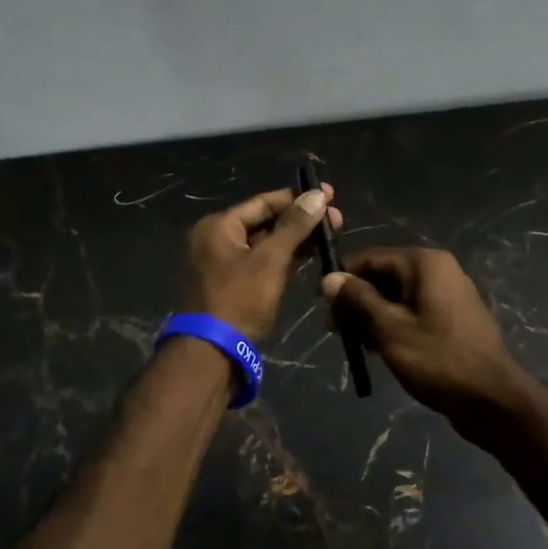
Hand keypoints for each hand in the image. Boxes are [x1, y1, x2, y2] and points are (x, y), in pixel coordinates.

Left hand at [181, 186, 342, 343]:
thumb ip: (294, 226)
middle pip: (263, 221)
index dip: (298, 199)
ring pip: (263, 242)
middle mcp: (215, 238)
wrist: (212, 353)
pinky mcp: (229, 285)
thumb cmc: (239, 300)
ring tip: (327, 238)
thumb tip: (318, 195)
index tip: (330, 196)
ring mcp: (220, 263)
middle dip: (299, 220)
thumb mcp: (270, 260)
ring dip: (293, 239)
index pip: (263, 202)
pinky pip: (258, 261)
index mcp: (218, 226)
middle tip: (336, 221)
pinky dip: (281, 258)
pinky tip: (307, 257)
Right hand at [322, 248, 530, 442]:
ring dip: (372, 316)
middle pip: (384, 276)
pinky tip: (377, 349)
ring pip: (397, 297)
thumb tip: (329, 278)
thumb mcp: (389, 329)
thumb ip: (358, 300)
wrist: (493, 400)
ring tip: (353, 343)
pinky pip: (413, 312)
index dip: (342, 277)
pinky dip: (393, 325)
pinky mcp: (452, 319)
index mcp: (425, 264)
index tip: (319, 302)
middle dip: (356, 301)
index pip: (371, 258)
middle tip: (333, 330)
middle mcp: (439, 270)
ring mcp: (448, 295)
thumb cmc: (438, 359)